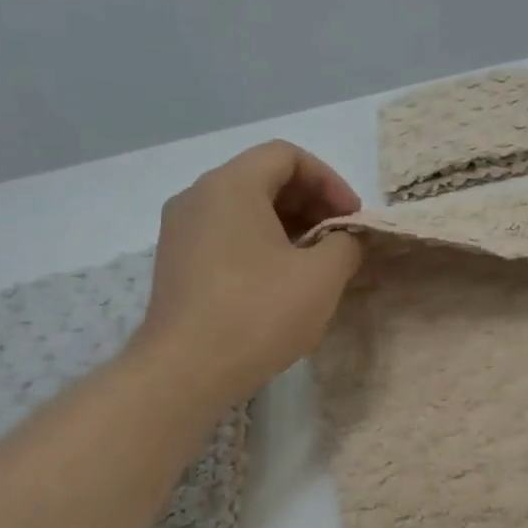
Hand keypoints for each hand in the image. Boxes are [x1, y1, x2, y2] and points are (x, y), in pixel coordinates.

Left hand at [137, 141, 363, 405]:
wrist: (185, 371)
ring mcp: (180, 232)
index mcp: (230, 186)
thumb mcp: (321, 277)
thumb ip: (345, 245)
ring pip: (243, 210)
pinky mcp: (176, 264)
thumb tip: (343, 239)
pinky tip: (280, 283)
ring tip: (315, 263)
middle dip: (310, 203)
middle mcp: (197, 197)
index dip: (329, 180)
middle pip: (263, 179)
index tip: (351, 218)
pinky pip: (226, 237)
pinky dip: (260, 245)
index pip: (286, 155)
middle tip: (339, 239)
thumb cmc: (257, 314)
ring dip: (287, 226)